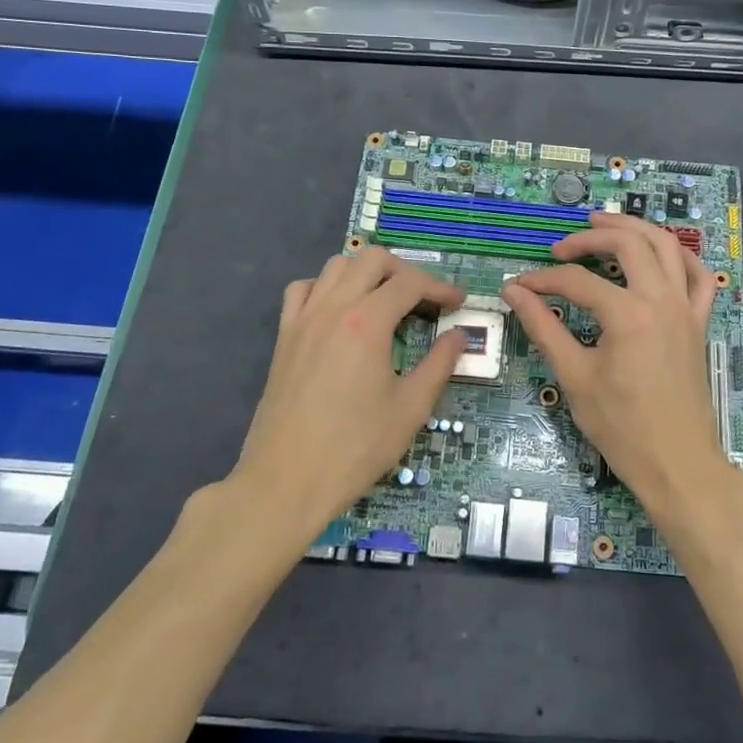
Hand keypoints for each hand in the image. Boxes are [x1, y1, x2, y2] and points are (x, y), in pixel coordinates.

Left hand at [231, 248, 465, 540]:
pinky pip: (303, 290)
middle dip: (405, 271)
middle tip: (425, 299)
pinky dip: (326, 287)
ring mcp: (303, 320)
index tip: (459, 303)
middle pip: (372, 260)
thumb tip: (459, 336)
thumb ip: (439, 364)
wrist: (285, 482)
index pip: (410, 284)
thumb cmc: (354, 448)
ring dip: (366, 273)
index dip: (440, 288)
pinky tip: (340, 311)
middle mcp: (333, 308)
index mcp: (367, 322)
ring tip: (386, 299)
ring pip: (336, 266)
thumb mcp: (410, 409)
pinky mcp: (284, 337)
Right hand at [501, 213, 728, 513]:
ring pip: (666, 245)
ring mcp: (686, 308)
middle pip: (627, 243)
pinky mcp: (699, 322)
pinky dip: (680, 256)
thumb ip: (543, 327)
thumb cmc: (621, 427)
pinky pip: (699, 276)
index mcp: (628, 314)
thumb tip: (514, 292)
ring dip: (635, 228)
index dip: (543, 280)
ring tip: (604, 223)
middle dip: (589, 236)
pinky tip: (659, 254)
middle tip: (561, 247)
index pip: (577, 281)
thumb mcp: (574, 377)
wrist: (678, 464)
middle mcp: (661, 299)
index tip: (519, 287)